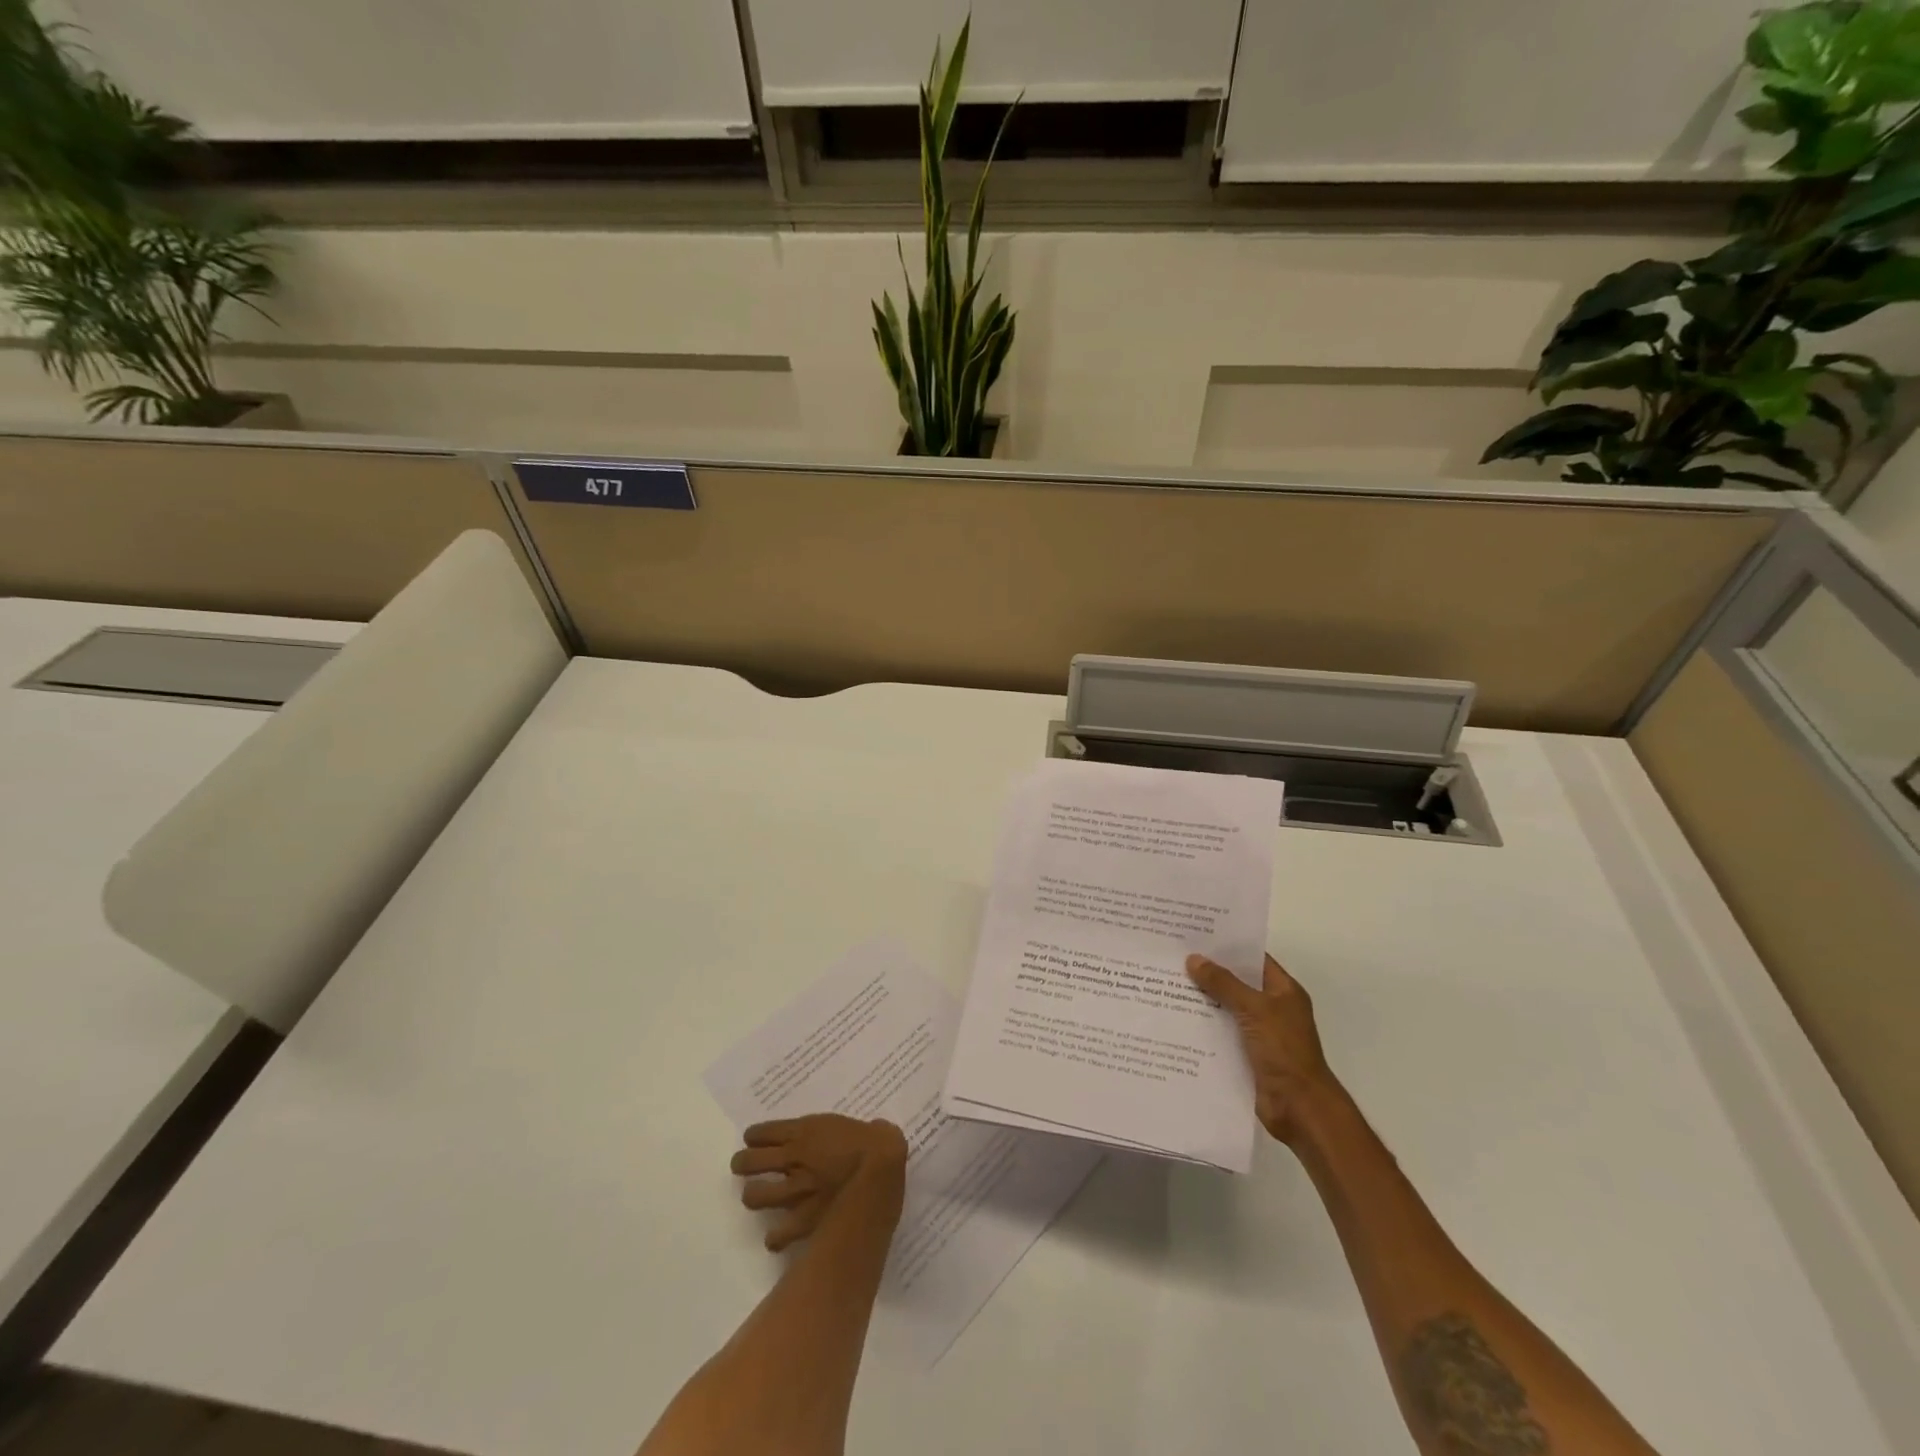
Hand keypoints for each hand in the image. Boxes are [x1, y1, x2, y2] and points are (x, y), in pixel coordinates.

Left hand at [729, 1113, 908, 1251]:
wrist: (880, 1174)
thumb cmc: (878, 1142)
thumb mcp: (868, 1125)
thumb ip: (858, 1129)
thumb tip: (878, 1131)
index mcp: (805, 1131)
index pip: (762, 1132)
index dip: (754, 1137)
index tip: (753, 1140)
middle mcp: (793, 1159)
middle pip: (749, 1162)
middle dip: (743, 1164)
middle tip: (745, 1166)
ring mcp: (795, 1191)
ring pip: (755, 1196)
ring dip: (753, 1196)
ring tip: (756, 1196)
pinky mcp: (803, 1221)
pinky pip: (776, 1235)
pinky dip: (775, 1237)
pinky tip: (777, 1237)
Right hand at [1186, 952, 1339, 1145]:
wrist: (1299, 1107)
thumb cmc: (1284, 1050)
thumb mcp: (1254, 1009)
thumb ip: (1224, 983)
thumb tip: (1193, 959)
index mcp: (1283, 991)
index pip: (1253, 959)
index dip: (1228, 947)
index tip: (1196, 935)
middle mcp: (1271, 1008)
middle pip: (1236, 983)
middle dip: (1208, 972)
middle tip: (1172, 956)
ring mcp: (1258, 1033)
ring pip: (1225, 1009)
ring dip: (1202, 1000)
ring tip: (1165, 983)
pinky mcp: (1245, 1055)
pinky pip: (1220, 1033)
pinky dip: (1202, 1026)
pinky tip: (1175, 1018)